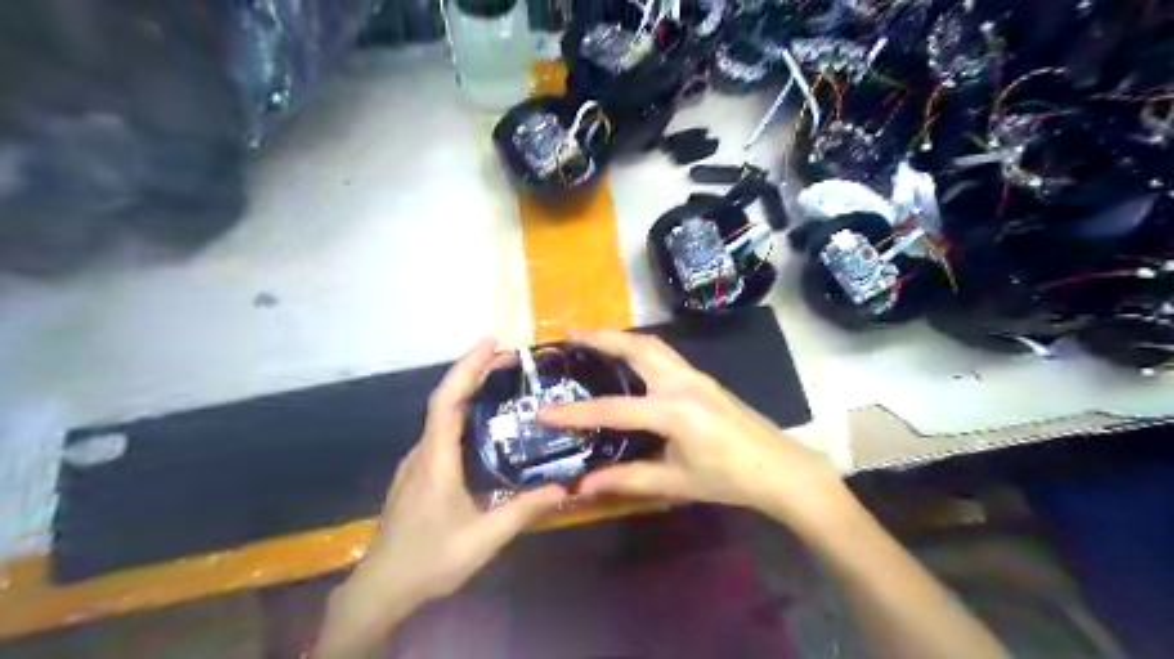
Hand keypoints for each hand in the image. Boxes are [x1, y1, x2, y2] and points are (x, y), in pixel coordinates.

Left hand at [317, 339, 563, 657]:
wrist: (381, 589)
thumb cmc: (431, 560)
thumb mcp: (485, 538)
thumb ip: (525, 509)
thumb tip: (565, 487)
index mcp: (436, 459)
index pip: (448, 399)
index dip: (468, 366)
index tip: (492, 341)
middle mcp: (423, 451)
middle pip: (446, 399)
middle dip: (475, 372)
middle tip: (511, 359)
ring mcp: (417, 463)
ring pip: (442, 415)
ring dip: (469, 391)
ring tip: (503, 384)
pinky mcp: (417, 474)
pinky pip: (441, 432)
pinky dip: (463, 414)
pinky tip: (483, 426)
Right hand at [535, 333, 849, 533]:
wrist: (780, 468)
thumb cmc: (729, 480)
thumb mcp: (675, 483)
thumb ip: (628, 479)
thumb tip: (584, 485)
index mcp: (672, 411)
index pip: (613, 408)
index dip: (575, 413)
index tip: (544, 411)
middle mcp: (682, 383)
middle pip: (636, 348)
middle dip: (601, 338)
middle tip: (571, 334)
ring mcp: (696, 375)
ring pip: (653, 344)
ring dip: (622, 337)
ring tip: (595, 336)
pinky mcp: (704, 378)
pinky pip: (665, 352)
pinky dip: (641, 346)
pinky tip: (631, 356)